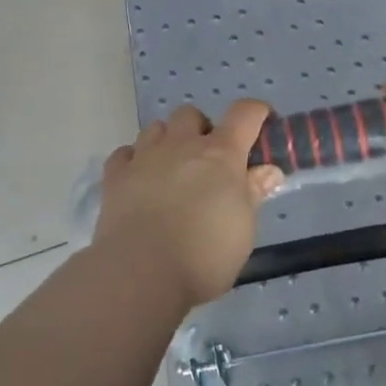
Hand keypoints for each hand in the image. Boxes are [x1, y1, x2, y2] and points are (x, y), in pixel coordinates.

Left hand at [94, 101, 283, 307]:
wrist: (142, 273)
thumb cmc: (205, 255)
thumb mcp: (244, 228)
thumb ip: (253, 193)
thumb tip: (269, 170)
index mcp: (220, 155)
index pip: (244, 114)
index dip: (256, 112)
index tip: (262, 121)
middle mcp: (182, 145)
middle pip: (191, 115)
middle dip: (201, 129)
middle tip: (208, 160)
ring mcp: (145, 157)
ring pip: (156, 128)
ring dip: (167, 140)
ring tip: (172, 168)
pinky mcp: (116, 176)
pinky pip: (124, 153)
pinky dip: (133, 160)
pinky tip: (139, 179)